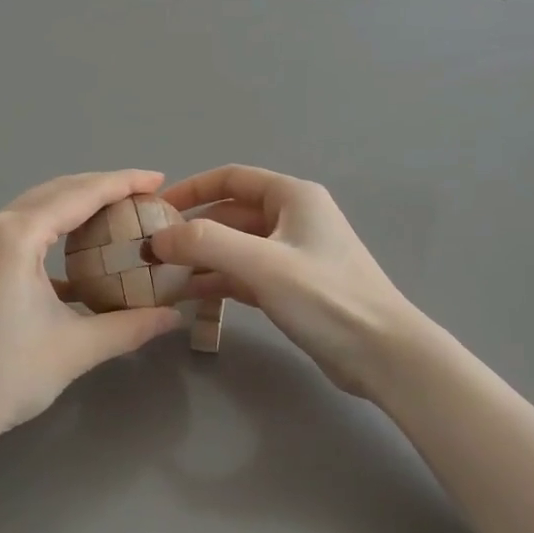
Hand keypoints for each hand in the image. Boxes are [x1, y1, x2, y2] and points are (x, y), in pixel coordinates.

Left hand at [0, 171, 184, 455]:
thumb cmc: (3, 376)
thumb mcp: (75, 349)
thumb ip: (130, 326)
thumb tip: (174, 317)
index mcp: (14, 236)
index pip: (79, 194)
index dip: (122, 183)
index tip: (159, 178)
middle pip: (55, 192)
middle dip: (101, 188)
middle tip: (145, 194)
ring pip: (35, 209)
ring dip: (75, 207)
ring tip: (118, 215)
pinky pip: (18, 231)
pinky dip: (51, 232)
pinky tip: (78, 255)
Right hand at [149, 166, 422, 402]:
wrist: (382, 354)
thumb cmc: (325, 297)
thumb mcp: (262, 264)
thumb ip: (205, 243)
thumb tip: (157, 237)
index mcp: (292, 197)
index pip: (231, 178)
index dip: (191, 188)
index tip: (155, 208)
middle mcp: (292, 218)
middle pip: (229, 214)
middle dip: (191, 230)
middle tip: (151, 250)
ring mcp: (292, 254)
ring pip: (234, 246)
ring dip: (200, 258)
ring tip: (161, 275)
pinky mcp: (291, 287)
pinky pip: (244, 274)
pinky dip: (217, 280)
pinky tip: (188, 295)